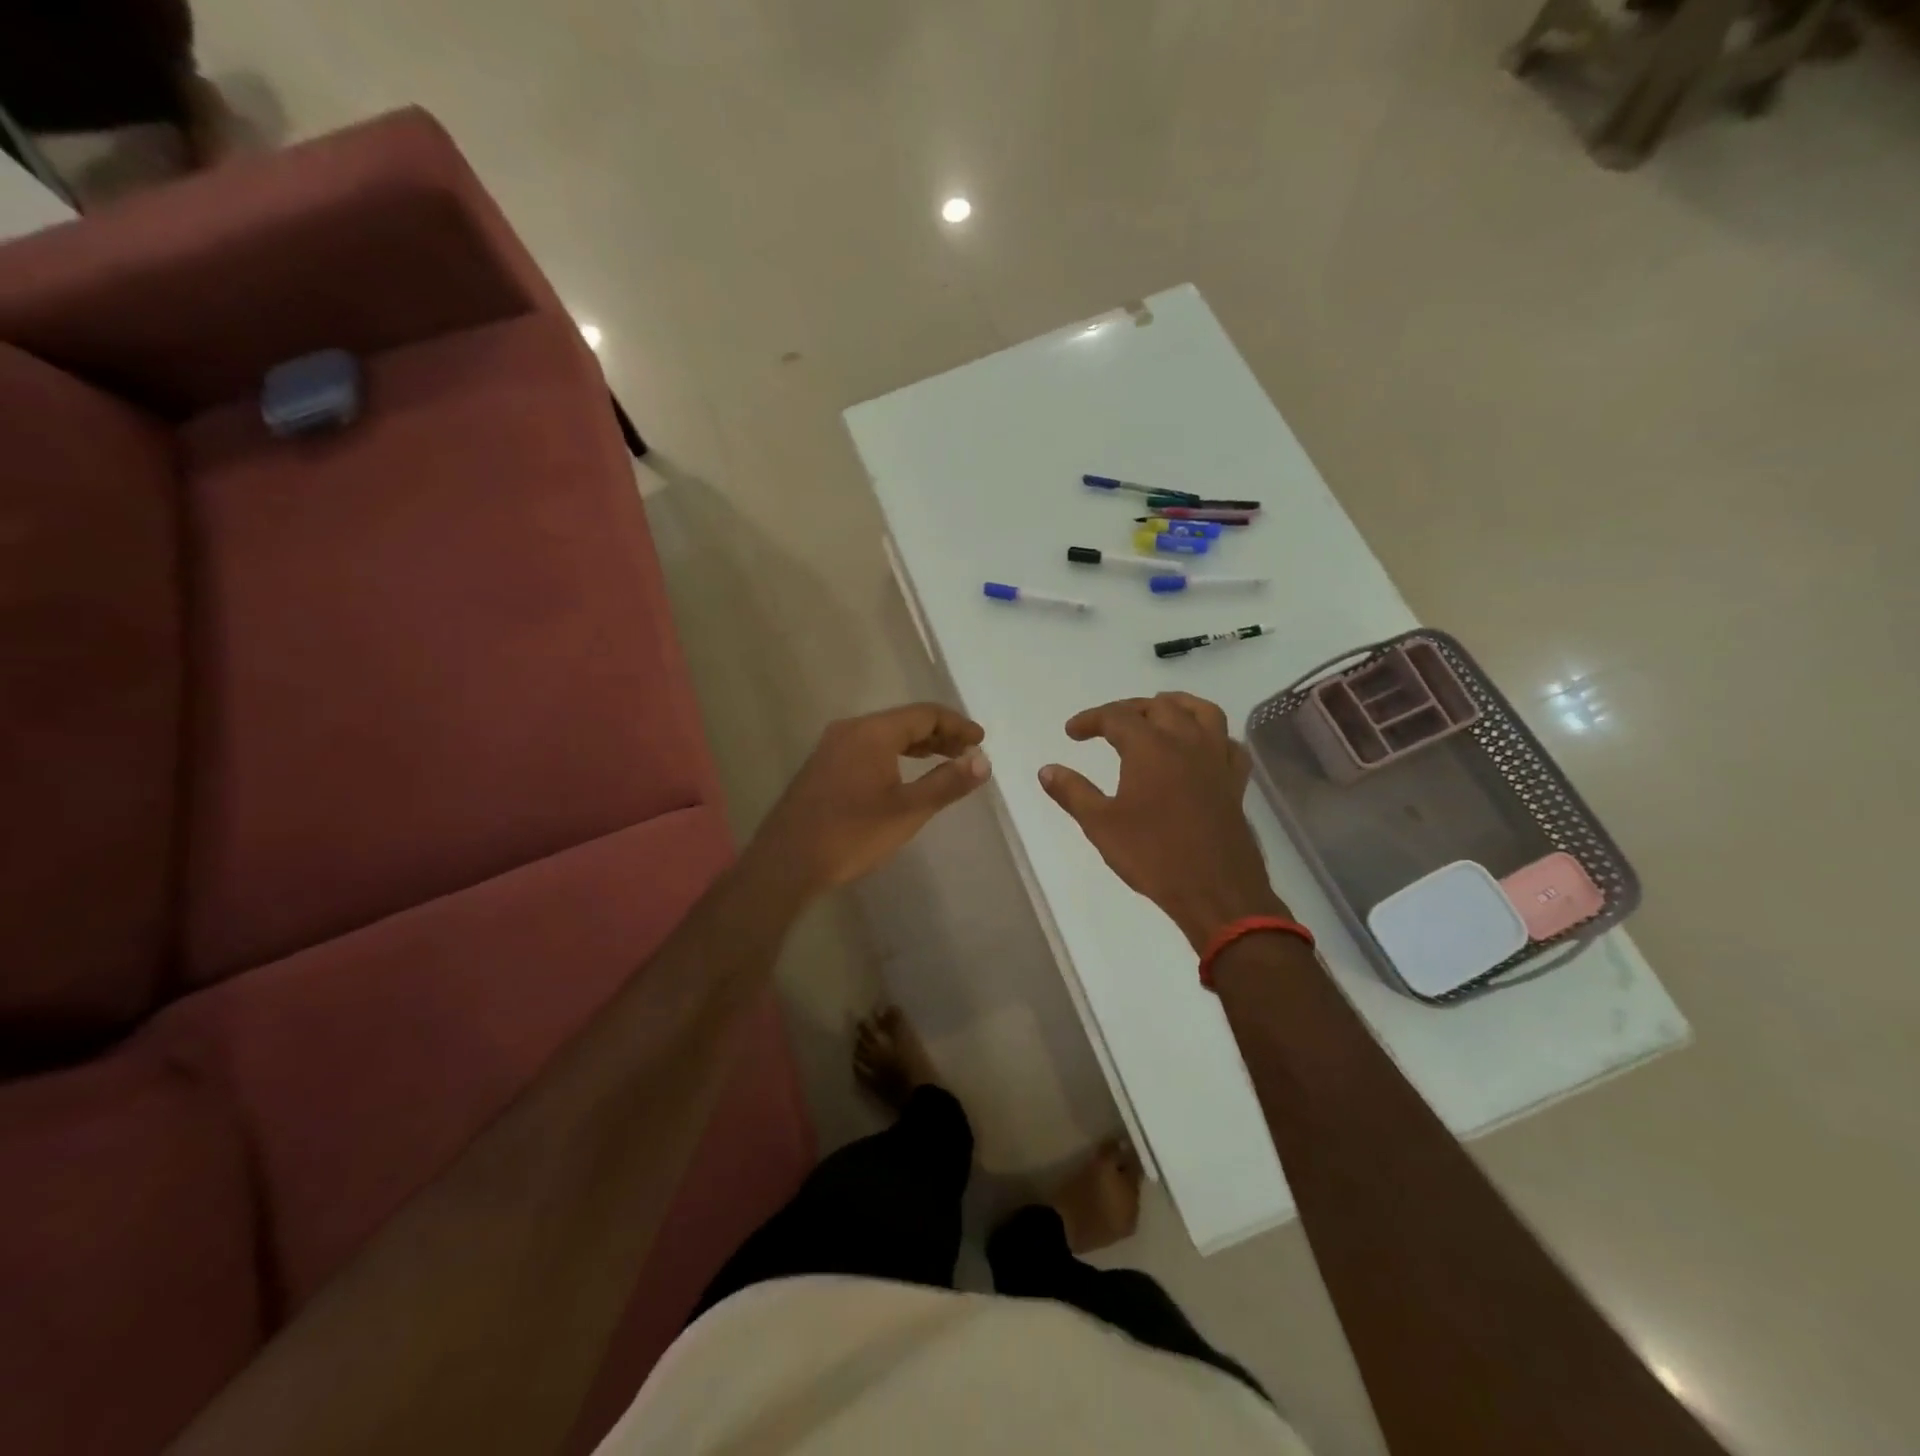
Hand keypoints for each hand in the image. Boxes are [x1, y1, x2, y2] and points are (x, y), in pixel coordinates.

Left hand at [757, 703, 989, 892]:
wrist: (787, 862)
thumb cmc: (852, 834)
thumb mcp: (908, 811)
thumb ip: (947, 783)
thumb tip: (982, 761)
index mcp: (872, 732)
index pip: (924, 714)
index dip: (957, 725)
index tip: (981, 740)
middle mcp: (851, 730)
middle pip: (904, 721)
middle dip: (940, 734)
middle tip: (969, 752)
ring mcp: (833, 747)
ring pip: (885, 734)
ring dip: (918, 744)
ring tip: (946, 760)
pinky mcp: (824, 766)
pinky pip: (868, 747)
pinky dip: (895, 753)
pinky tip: (905, 772)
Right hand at [1039, 693, 1285, 951]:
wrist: (1215, 891)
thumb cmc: (1153, 856)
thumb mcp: (1101, 825)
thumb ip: (1072, 792)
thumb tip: (1046, 770)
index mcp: (1150, 748)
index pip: (1116, 716)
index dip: (1090, 720)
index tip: (1072, 733)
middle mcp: (1186, 742)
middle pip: (1158, 707)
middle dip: (1128, 710)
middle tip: (1107, 726)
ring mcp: (1216, 760)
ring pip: (1202, 712)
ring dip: (1176, 706)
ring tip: (1158, 714)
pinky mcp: (1235, 782)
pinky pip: (1229, 743)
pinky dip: (1213, 736)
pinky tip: (1201, 748)